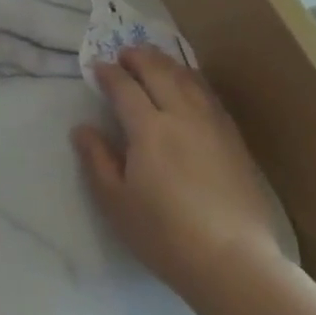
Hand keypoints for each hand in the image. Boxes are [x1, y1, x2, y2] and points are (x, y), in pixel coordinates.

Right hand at [72, 47, 288, 300]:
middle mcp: (181, 115)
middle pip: (158, 71)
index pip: (125, 87)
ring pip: (187, 78)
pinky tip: (189, 84)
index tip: (97, 66)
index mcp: (148, 128)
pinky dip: (192, 79)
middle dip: (138, 57)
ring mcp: (212, 124)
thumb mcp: (117, 203)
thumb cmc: (165, 235)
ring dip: (166, 63)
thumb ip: (97, 161)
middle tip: (124, 53)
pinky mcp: (233, 138)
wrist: (234, 261)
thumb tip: (81, 128)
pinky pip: (209, 94)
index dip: (109, 73)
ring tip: (154, 60)